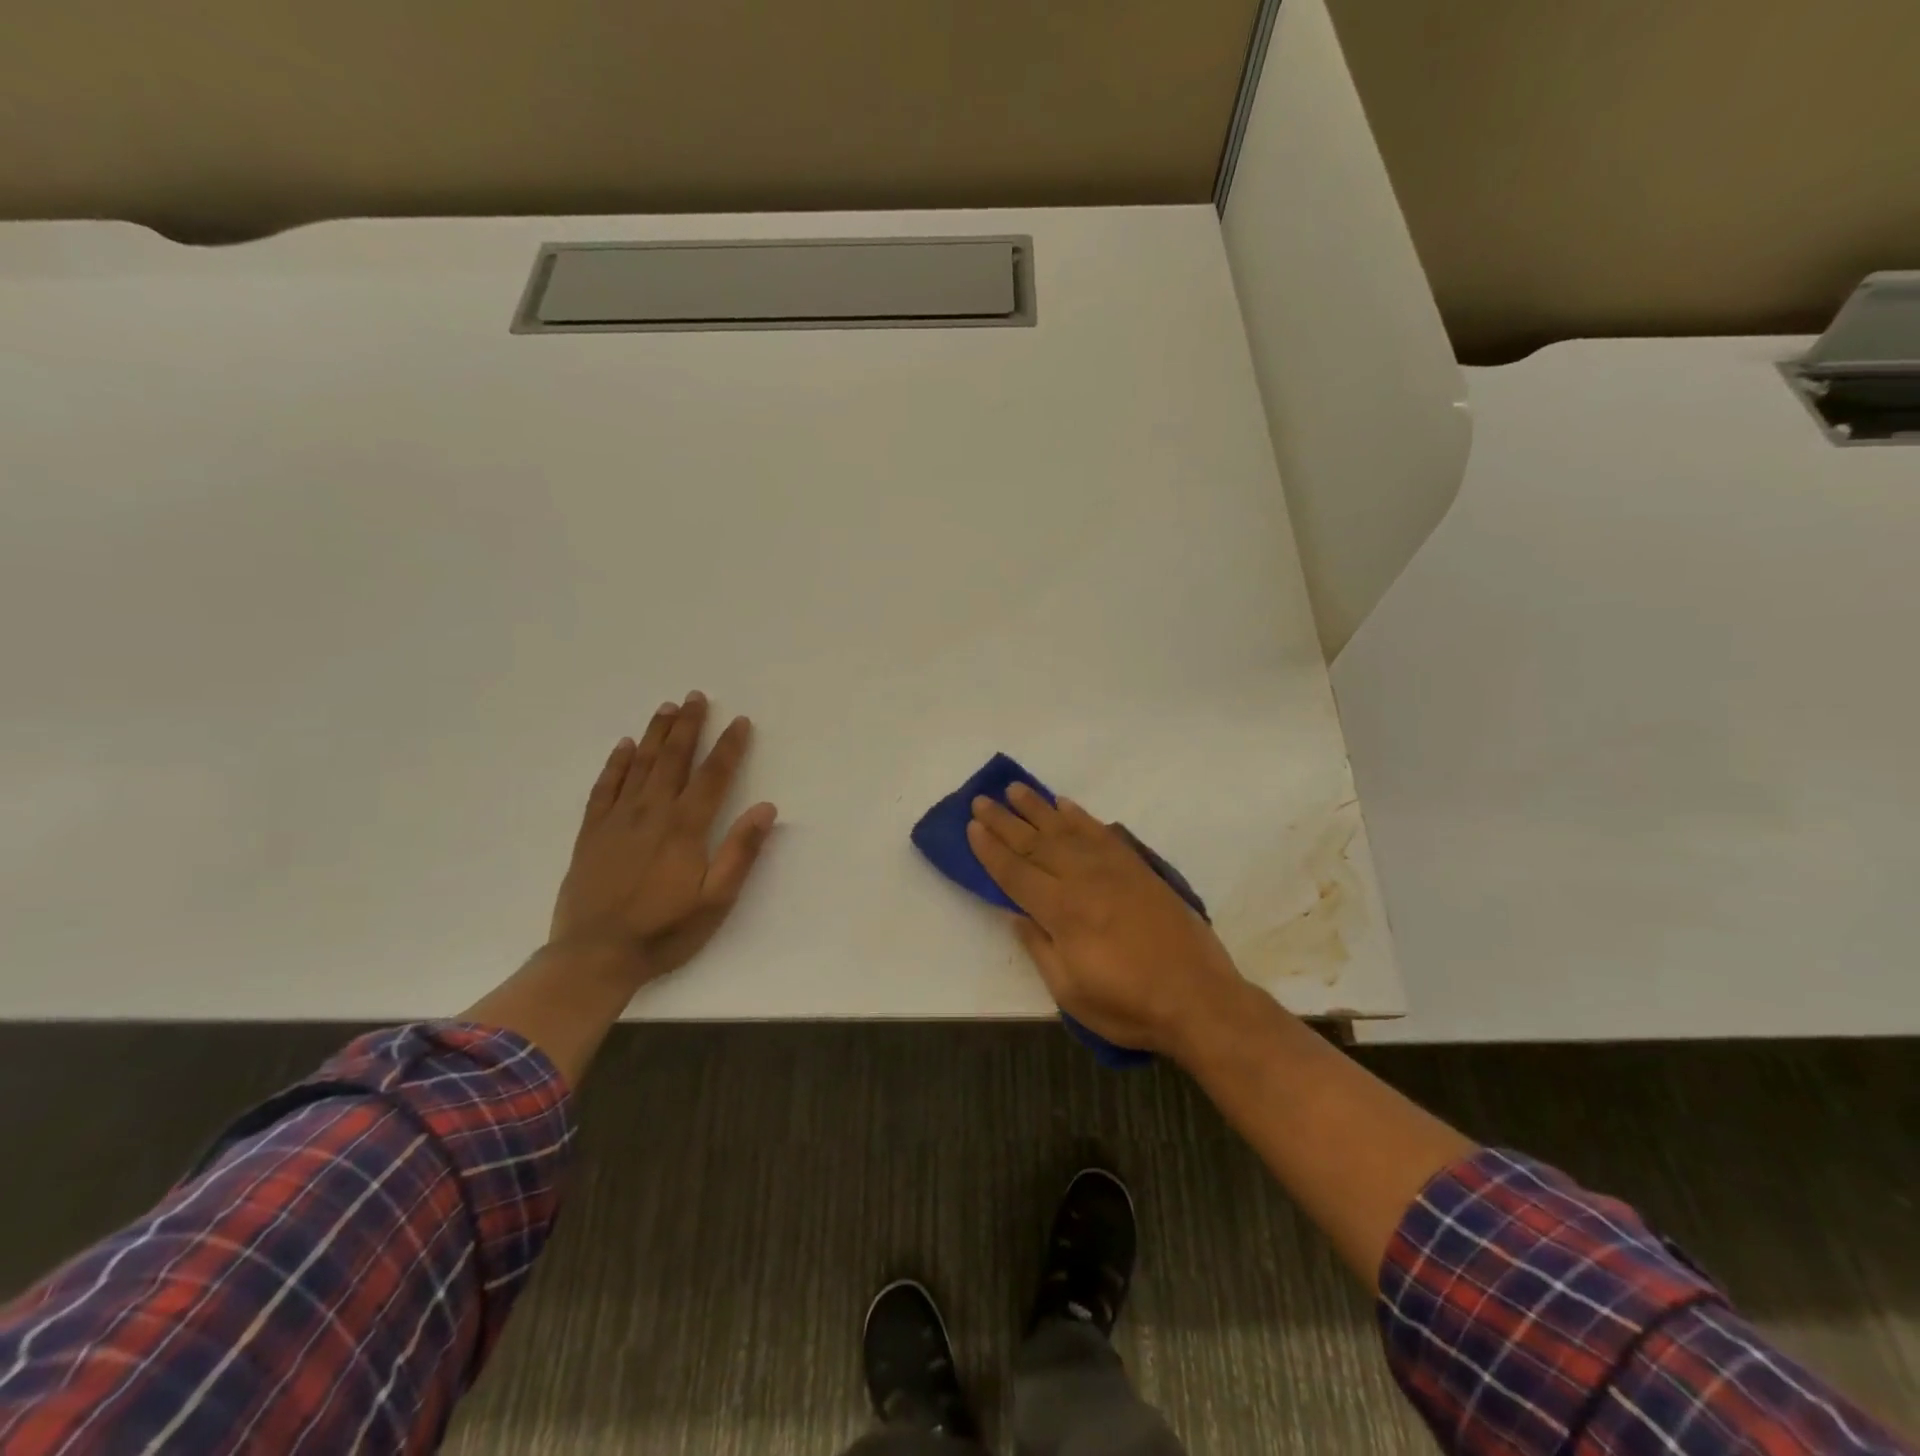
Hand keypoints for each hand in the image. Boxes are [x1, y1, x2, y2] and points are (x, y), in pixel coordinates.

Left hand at [549, 692, 777, 983]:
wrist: (594, 956)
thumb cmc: (665, 930)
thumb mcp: (716, 900)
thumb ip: (741, 851)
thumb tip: (766, 807)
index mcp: (685, 827)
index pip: (713, 776)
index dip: (728, 746)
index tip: (739, 721)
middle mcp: (651, 813)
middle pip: (673, 759)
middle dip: (687, 726)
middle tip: (695, 696)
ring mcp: (617, 820)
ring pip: (639, 765)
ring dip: (654, 734)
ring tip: (666, 708)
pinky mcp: (592, 833)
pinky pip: (604, 787)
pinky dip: (615, 764)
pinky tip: (622, 746)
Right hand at [967, 784, 1247, 1058]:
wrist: (1199, 998)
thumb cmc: (1129, 1005)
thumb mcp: (1070, 992)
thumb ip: (1040, 948)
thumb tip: (1017, 915)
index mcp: (1062, 912)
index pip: (1015, 873)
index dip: (990, 850)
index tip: (972, 826)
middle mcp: (1083, 880)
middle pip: (1035, 843)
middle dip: (1004, 821)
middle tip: (982, 799)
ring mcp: (1114, 869)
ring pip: (1066, 829)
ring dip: (1038, 808)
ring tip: (1016, 789)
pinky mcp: (1139, 868)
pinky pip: (1102, 833)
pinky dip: (1081, 816)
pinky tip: (1066, 805)